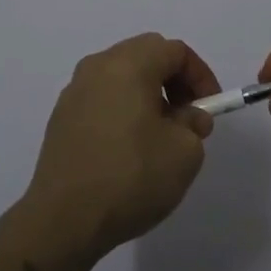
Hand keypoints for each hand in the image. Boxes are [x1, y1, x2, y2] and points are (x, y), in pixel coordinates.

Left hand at [20, 33, 221, 270]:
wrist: (62, 220)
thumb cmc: (130, 177)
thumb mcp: (184, 153)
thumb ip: (194, 124)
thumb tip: (187, 116)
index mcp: (129, 63)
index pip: (175, 51)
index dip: (200, 75)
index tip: (209, 109)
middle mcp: (98, 66)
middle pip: (146, 55)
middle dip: (174, 81)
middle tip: (187, 117)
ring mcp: (74, 90)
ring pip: (121, 76)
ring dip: (147, 94)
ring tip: (159, 134)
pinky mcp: (61, 117)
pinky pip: (102, 98)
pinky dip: (122, 109)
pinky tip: (128, 147)